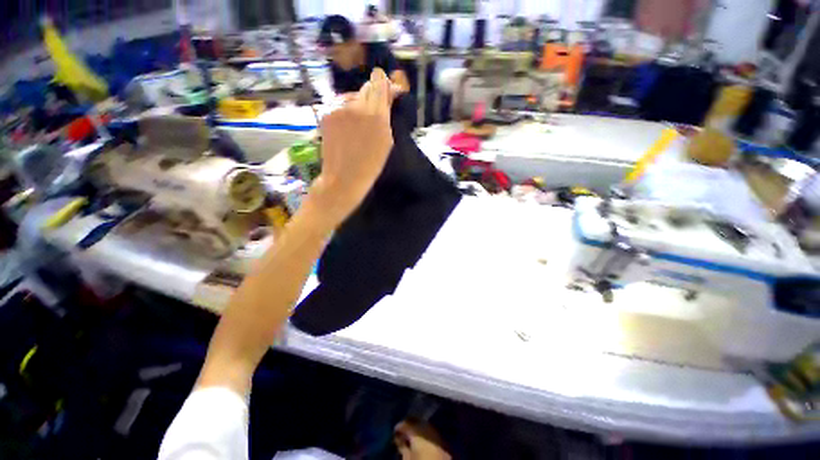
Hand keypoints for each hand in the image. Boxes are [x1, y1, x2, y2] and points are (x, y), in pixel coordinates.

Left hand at [310, 69, 394, 225]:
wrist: (343, 178)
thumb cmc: (371, 165)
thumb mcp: (387, 141)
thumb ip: (387, 113)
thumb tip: (389, 91)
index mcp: (376, 114)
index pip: (379, 81)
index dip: (384, 84)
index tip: (388, 92)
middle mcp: (356, 105)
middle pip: (366, 87)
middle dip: (373, 97)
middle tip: (374, 115)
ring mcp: (338, 108)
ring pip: (353, 97)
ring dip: (359, 106)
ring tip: (358, 127)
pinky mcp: (326, 113)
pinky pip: (340, 106)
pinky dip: (346, 113)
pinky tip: (347, 129)